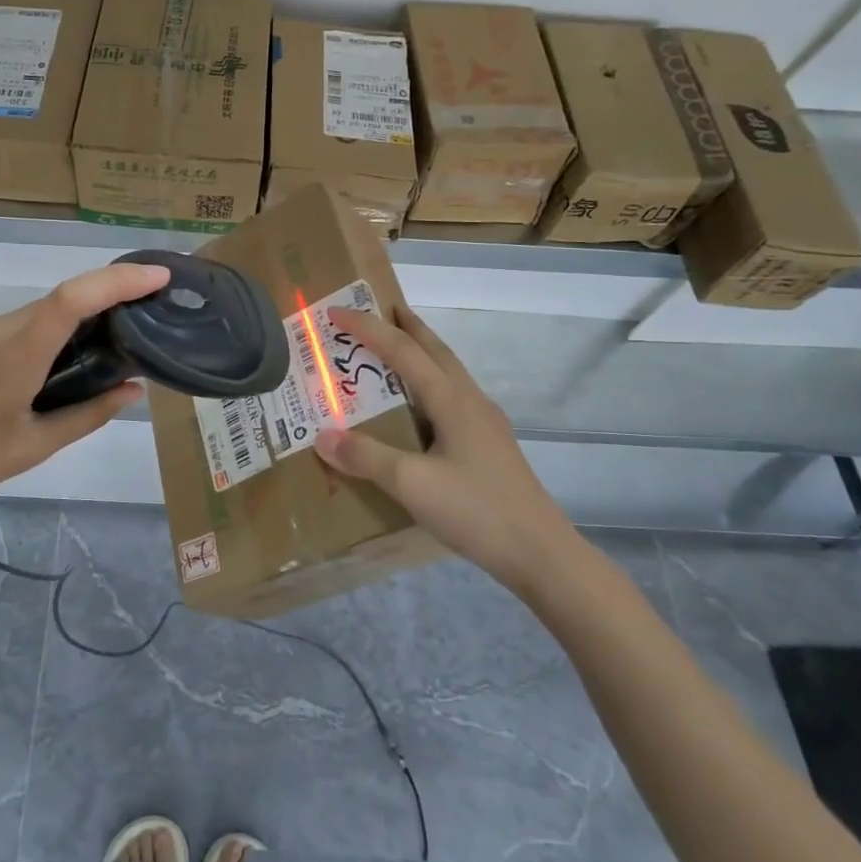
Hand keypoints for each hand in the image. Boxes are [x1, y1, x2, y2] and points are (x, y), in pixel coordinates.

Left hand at [0, 261, 170, 543]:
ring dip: (66, 333)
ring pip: (33, 318)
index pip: (74, 298)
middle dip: (102, 309)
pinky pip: (8, 330)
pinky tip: (35, 381)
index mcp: (14, 353)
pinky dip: (36, 341)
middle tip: (135, 336)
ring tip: (86, 372)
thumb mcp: (28, 448)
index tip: (159, 276)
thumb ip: (86, 415)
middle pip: (58, 305)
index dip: (120, 280)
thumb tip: (131, 390)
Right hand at [314, 304, 578, 591]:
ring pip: (448, 373)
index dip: (369, 329)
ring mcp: (485, 424)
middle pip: (436, 351)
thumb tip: (322, 436)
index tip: (337, 312)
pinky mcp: (490, 446)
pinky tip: (420, 409)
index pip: (404, 352)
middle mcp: (471, 402)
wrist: (539, 552)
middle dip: (407, 326)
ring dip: (422, 353)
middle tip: (379, 310)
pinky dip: (429, 384)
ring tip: (395, 352)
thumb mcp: (412, 484)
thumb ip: (366, 457)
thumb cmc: (475, 510)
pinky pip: (453, 398)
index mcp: (452, 400)